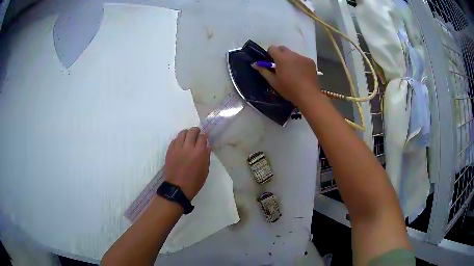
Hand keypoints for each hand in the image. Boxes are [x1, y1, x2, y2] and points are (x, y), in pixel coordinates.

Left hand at [163, 127, 210, 199]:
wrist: (177, 188)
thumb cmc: (194, 182)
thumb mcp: (205, 171)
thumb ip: (206, 157)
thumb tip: (206, 146)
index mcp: (199, 153)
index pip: (203, 136)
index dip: (204, 135)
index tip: (205, 136)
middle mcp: (188, 147)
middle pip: (192, 131)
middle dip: (196, 131)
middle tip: (197, 134)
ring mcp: (177, 148)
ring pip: (182, 133)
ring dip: (187, 133)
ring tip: (188, 137)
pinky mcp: (170, 151)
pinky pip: (175, 140)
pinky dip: (179, 139)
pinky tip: (181, 144)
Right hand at [253, 45, 320, 105]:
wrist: (308, 95)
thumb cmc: (289, 89)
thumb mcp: (273, 82)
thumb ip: (263, 71)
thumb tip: (255, 64)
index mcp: (281, 58)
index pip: (272, 48)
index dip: (270, 54)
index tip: (271, 63)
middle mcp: (292, 54)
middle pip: (283, 48)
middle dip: (280, 54)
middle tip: (281, 67)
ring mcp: (302, 57)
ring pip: (293, 54)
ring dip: (290, 59)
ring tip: (293, 72)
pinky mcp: (310, 61)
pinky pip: (302, 59)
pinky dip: (300, 64)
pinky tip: (301, 74)